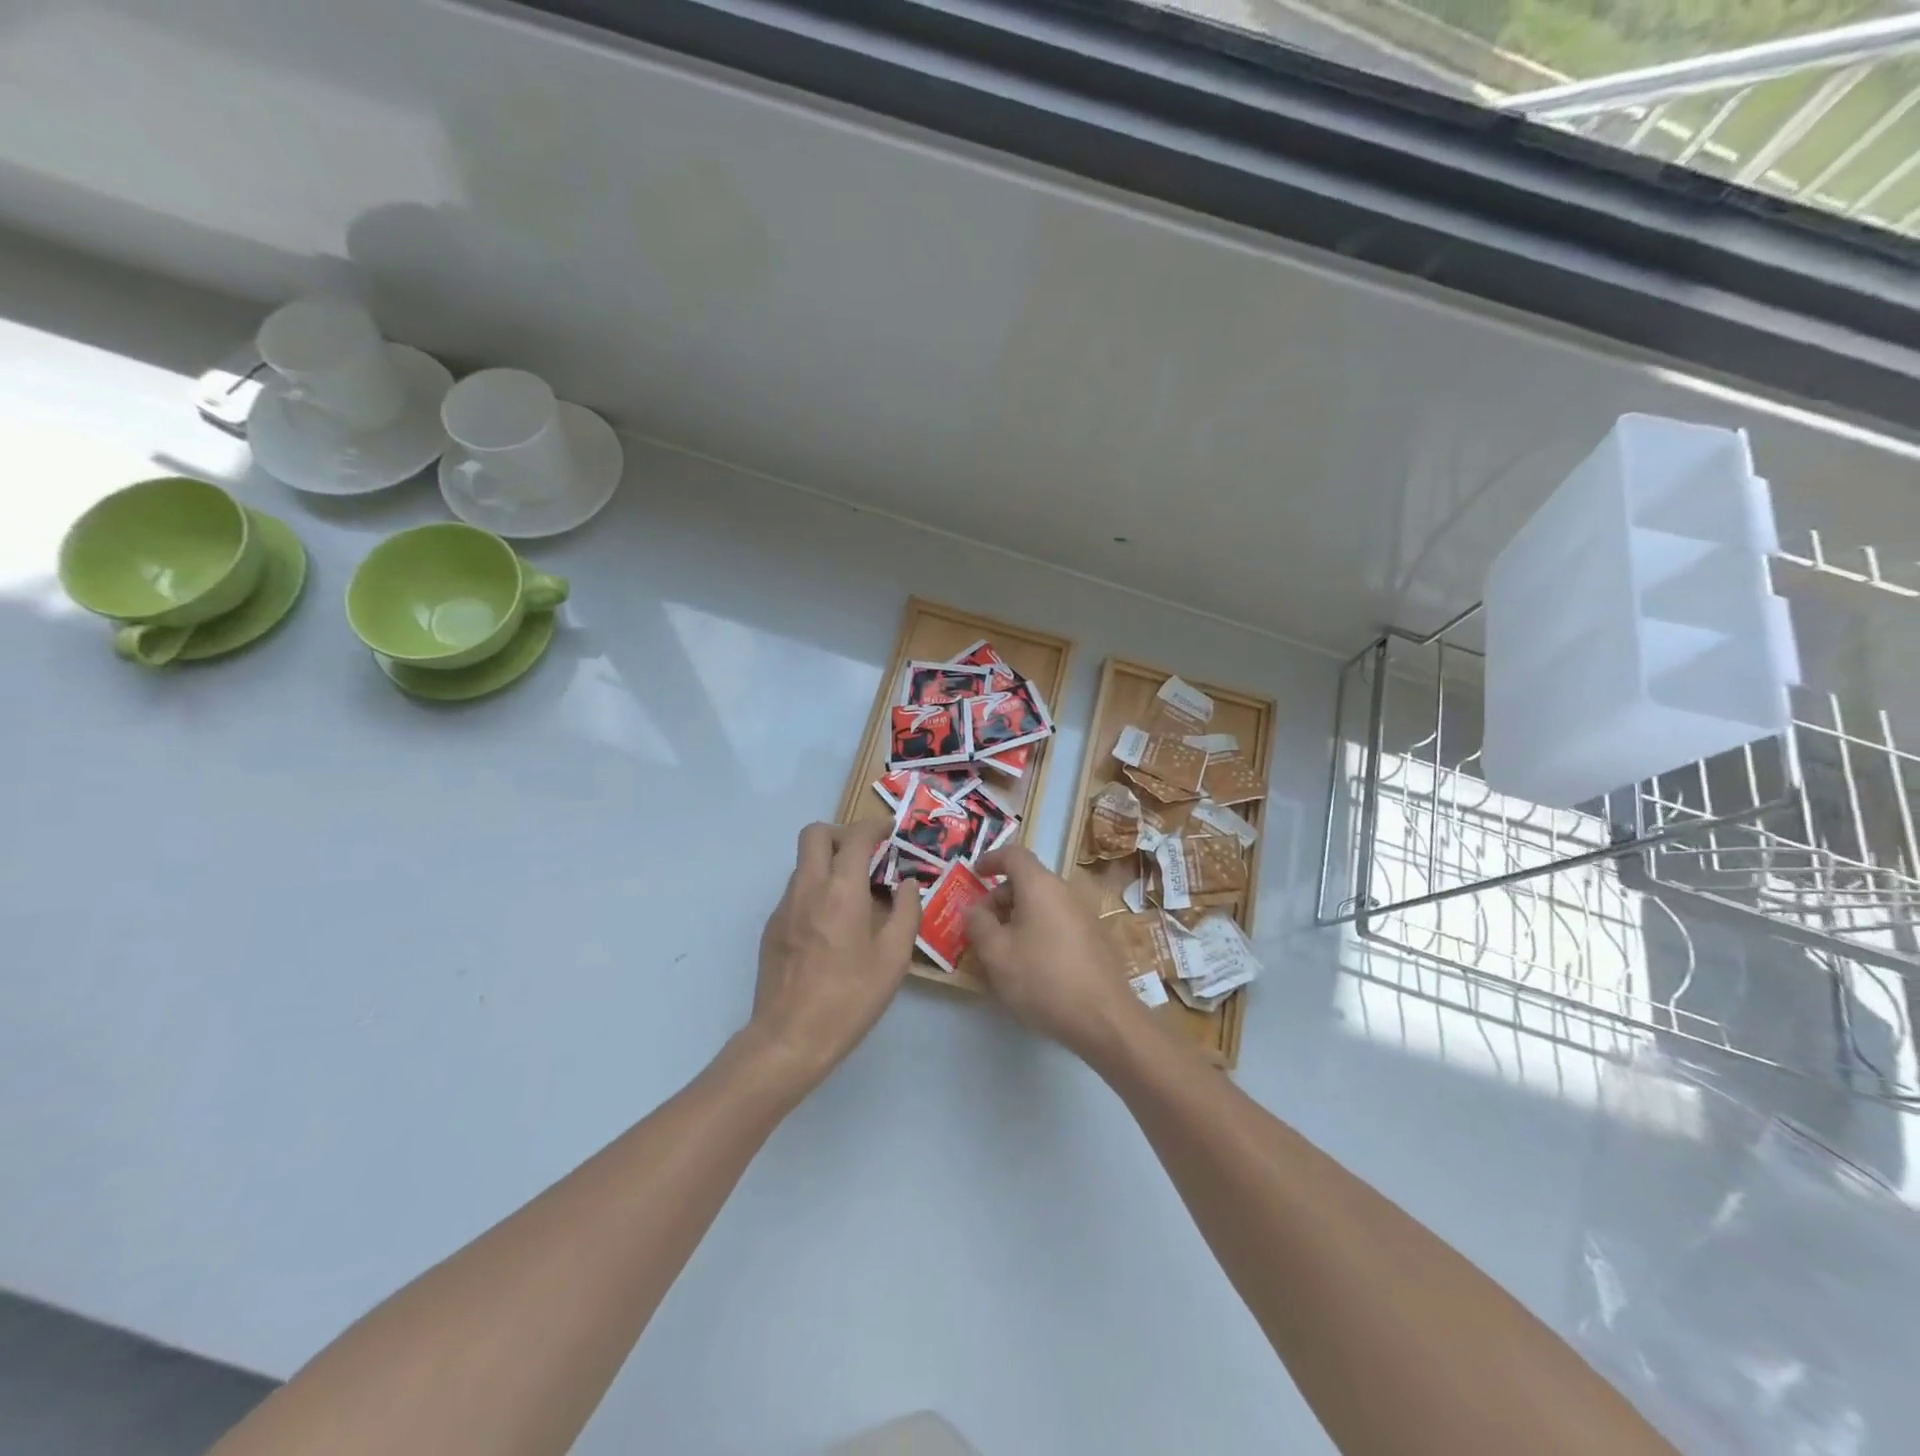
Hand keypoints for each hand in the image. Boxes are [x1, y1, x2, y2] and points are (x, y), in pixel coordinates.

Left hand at [748, 820, 920, 1093]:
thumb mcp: (893, 959)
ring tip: (854, 895)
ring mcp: (783, 907)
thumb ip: (905, 913)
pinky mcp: (771, 928)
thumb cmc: (849, 998)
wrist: (789, 1038)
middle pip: (815, 834)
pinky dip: (815, 890)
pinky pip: (795, 891)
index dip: (874, 826)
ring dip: (828, 863)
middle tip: (865, 855)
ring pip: (803, 863)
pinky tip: (832, 925)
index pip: (855, 837)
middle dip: (842, 834)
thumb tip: (907, 884)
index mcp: (841, 890)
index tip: (890, 831)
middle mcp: (807, 888)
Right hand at [965, 846, 1144, 1063]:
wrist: (1104, 1018)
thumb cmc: (1043, 978)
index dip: (991, 859)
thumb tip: (974, 909)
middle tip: (982, 926)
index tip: (975, 874)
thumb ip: (978, 924)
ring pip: (1043, 904)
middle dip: (1000, 897)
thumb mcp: (997, 954)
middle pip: (1028, 881)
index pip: (1014, 855)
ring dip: (1019, 917)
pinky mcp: (1096, 938)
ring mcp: (1085, 915)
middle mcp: (1065, 892)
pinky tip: (1031, 963)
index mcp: (1040, 886)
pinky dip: (1038, 930)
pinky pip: (1058, 922)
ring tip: (1003, 949)